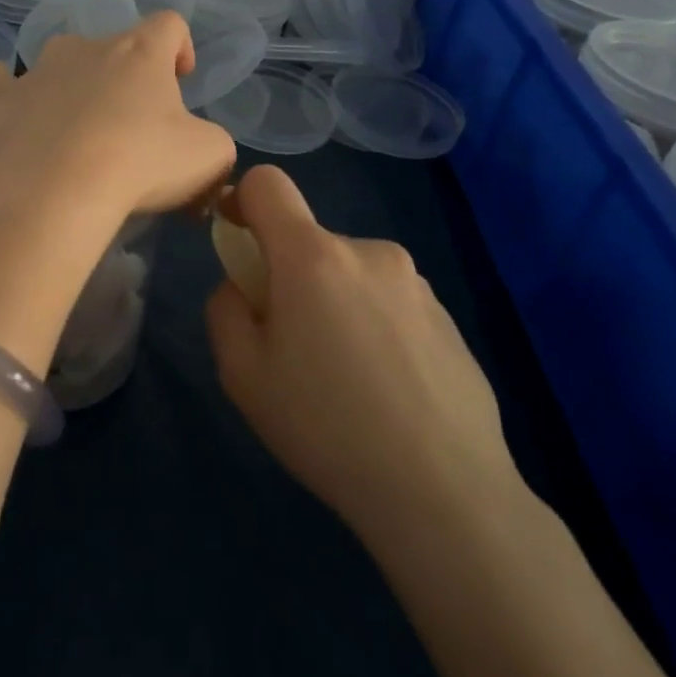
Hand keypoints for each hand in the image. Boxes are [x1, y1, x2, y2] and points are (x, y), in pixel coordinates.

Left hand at [0, 11, 234, 220]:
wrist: (57, 190)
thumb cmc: (141, 163)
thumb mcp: (209, 156)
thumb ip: (214, 142)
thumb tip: (200, 147)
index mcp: (140, 51)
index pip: (169, 24)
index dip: (180, 47)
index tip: (180, 79)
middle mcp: (87, 47)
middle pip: (113, 47)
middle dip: (125, 79)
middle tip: (131, 126)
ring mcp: (38, 69)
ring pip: (59, 61)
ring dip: (72, 83)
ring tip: (75, 126)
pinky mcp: (1, 100)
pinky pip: (1, 81)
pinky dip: (9, 91)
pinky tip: (14, 109)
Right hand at [206, 166, 522, 534]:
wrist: (445, 492)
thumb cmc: (326, 427)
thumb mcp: (242, 374)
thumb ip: (226, 309)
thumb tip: (244, 286)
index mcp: (313, 257)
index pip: (268, 184)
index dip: (241, 200)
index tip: (238, 242)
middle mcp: (369, 252)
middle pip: (309, 242)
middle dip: (290, 279)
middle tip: (295, 352)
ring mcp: (416, 283)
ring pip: (350, 275)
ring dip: (335, 305)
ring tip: (347, 381)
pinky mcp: (449, 317)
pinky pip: (389, 304)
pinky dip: (374, 328)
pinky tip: (388, 391)